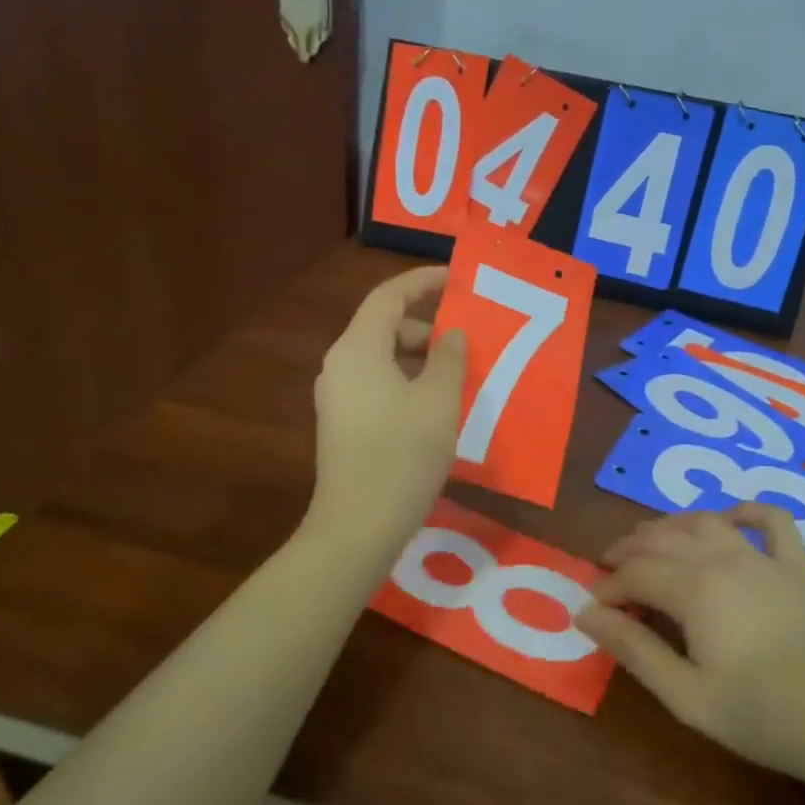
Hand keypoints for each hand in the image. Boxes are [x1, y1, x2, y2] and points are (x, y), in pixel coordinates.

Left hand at [305, 266, 466, 555]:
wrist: (358, 526)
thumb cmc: (403, 455)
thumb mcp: (439, 401)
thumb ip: (449, 357)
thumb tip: (451, 333)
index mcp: (358, 349)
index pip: (388, 296)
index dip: (422, 281)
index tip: (456, 279)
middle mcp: (340, 366)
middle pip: (384, 328)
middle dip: (427, 329)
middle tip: (467, 344)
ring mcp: (337, 398)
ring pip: (382, 360)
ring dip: (420, 360)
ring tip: (458, 379)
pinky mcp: (342, 425)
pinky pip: (378, 386)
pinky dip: (407, 383)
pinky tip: (436, 409)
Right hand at [577, 505, 804, 787]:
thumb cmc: (762, 716)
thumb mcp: (686, 695)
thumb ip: (634, 650)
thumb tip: (586, 615)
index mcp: (695, 589)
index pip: (635, 573)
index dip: (608, 586)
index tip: (592, 607)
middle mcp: (725, 559)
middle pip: (664, 539)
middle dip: (629, 550)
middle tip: (609, 570)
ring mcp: (765, 559)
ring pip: (706, 522)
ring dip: (671, 526)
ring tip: (650, 542)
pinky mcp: (799, 568)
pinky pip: (772, 522)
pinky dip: (746, 512)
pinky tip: (729, 519)